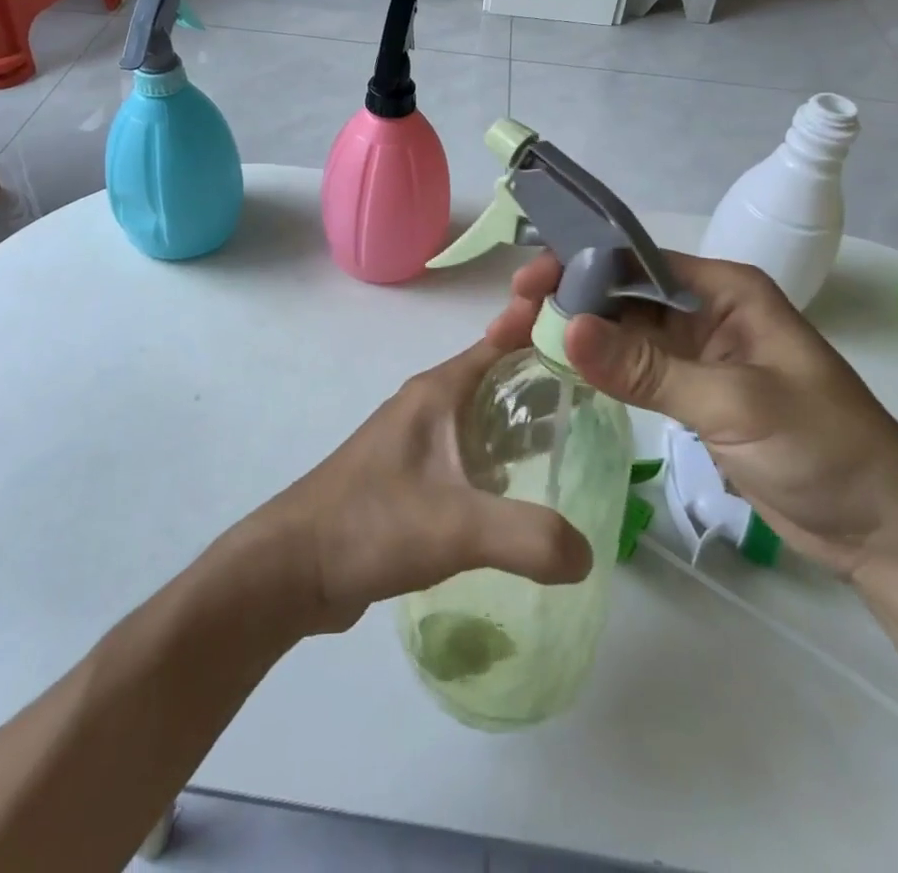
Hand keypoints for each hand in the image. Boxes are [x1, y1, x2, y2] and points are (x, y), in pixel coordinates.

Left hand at [247, 338, 593, 635]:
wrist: (293, 567)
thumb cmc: (370, 524)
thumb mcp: (456, 528)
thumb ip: (529, 536)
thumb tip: (588, 553)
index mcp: (437, 392)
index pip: (502, 341)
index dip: (545, 330)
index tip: (596, 335)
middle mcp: (428, 406)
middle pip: (499, 377)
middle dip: (547, 381)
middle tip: (603, 400)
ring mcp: (417, 441)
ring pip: (483, 417)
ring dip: (524, 423)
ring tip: (577, 444)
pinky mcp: (411, 476)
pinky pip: (469, 454)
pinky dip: (501, 459)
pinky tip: (525, 491)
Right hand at [492, 252, 897, 580]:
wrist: (885, 528)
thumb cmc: (826, 449)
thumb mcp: (736, 403)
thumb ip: (649, 368)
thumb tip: (568, 330)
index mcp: (725, 290)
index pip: (636, 260)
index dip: (578, 266)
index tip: (527, 286)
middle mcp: (706, 310)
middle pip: (622, 292)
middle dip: (567, 300)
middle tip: (511, 321)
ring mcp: (697, 352)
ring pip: (622, 329)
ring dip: (575, 333)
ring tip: (519, 342)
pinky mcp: (691, 391)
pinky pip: (633, 366)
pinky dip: (597, 366)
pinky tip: (559, 369)